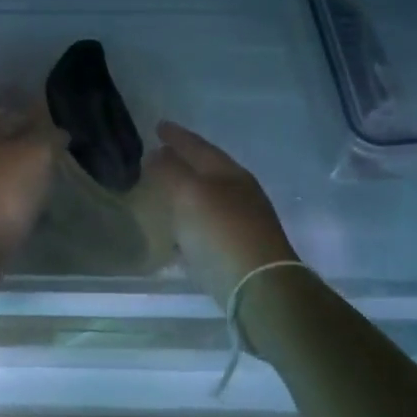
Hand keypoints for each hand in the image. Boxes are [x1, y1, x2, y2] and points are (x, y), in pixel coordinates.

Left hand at [0, 107, 60, 283]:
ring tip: (49, 187)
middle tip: (59, 160)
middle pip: (6, 145)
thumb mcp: (37, 156)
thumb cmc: (3, 193)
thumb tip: (58, 132)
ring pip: (2, 173)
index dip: (42, 121)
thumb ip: (50, 138)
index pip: (17, 116)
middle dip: (32, 151)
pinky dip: (14, 201)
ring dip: (23, 178)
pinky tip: (31, 211)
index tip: (64, 134)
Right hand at [146, 121, 298, 305]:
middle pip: (205, 171)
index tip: (157, 126)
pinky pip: (206, 229)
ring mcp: (242, 224)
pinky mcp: (237, 253)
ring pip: (206, 200)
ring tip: (160, 193)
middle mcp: (240, 194)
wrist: (261, 290)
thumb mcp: (189, 194)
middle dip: (182, 162)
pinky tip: (174, 233)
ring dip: (184, 194)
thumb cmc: (222, 233)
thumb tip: (155, 155)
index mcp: (230, 174)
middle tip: (156, 156)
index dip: (177, 135)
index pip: (199, 146)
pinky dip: (188, 224)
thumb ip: (170, 171)